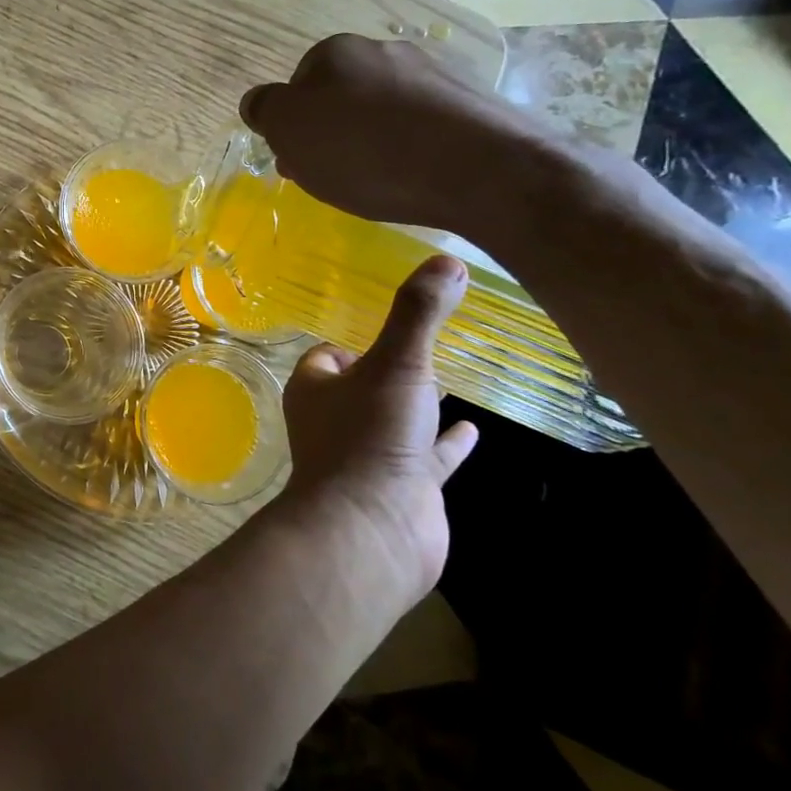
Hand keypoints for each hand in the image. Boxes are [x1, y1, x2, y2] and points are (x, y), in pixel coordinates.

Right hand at [240, 34, 558, 235]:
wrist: (481, 169)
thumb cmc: (365, 151)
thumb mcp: (289, 131)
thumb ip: (265, 110)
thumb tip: (259, 101)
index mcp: (336, 52)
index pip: (296, 86)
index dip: (293, 126)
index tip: (299, 161)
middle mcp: (385, 50)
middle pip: (341, 95)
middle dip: (332, 132)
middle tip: (334, 175)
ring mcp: (435, 71)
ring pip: (383, 109)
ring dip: (372, 138)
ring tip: (379, 181)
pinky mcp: (474, 100)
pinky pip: (424, 124)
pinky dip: (413, 146)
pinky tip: (417, 175)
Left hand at [281, 254, 478, 594]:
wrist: (373, 531)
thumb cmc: (372, 437)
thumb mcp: (398, 363)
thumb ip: (418, 313)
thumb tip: (447, 259)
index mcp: (317, 388)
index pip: (327, 355)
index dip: (352, 342)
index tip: (387, 328)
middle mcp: (335, 420)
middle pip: (360, 386)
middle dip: (387, 369)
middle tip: (423, 349)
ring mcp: (368, 456)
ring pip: (394, 421)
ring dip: (417, 404)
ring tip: (450, 380)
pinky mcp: (401, 488)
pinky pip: (426, 457)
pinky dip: (446, 443)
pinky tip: (472, 430)